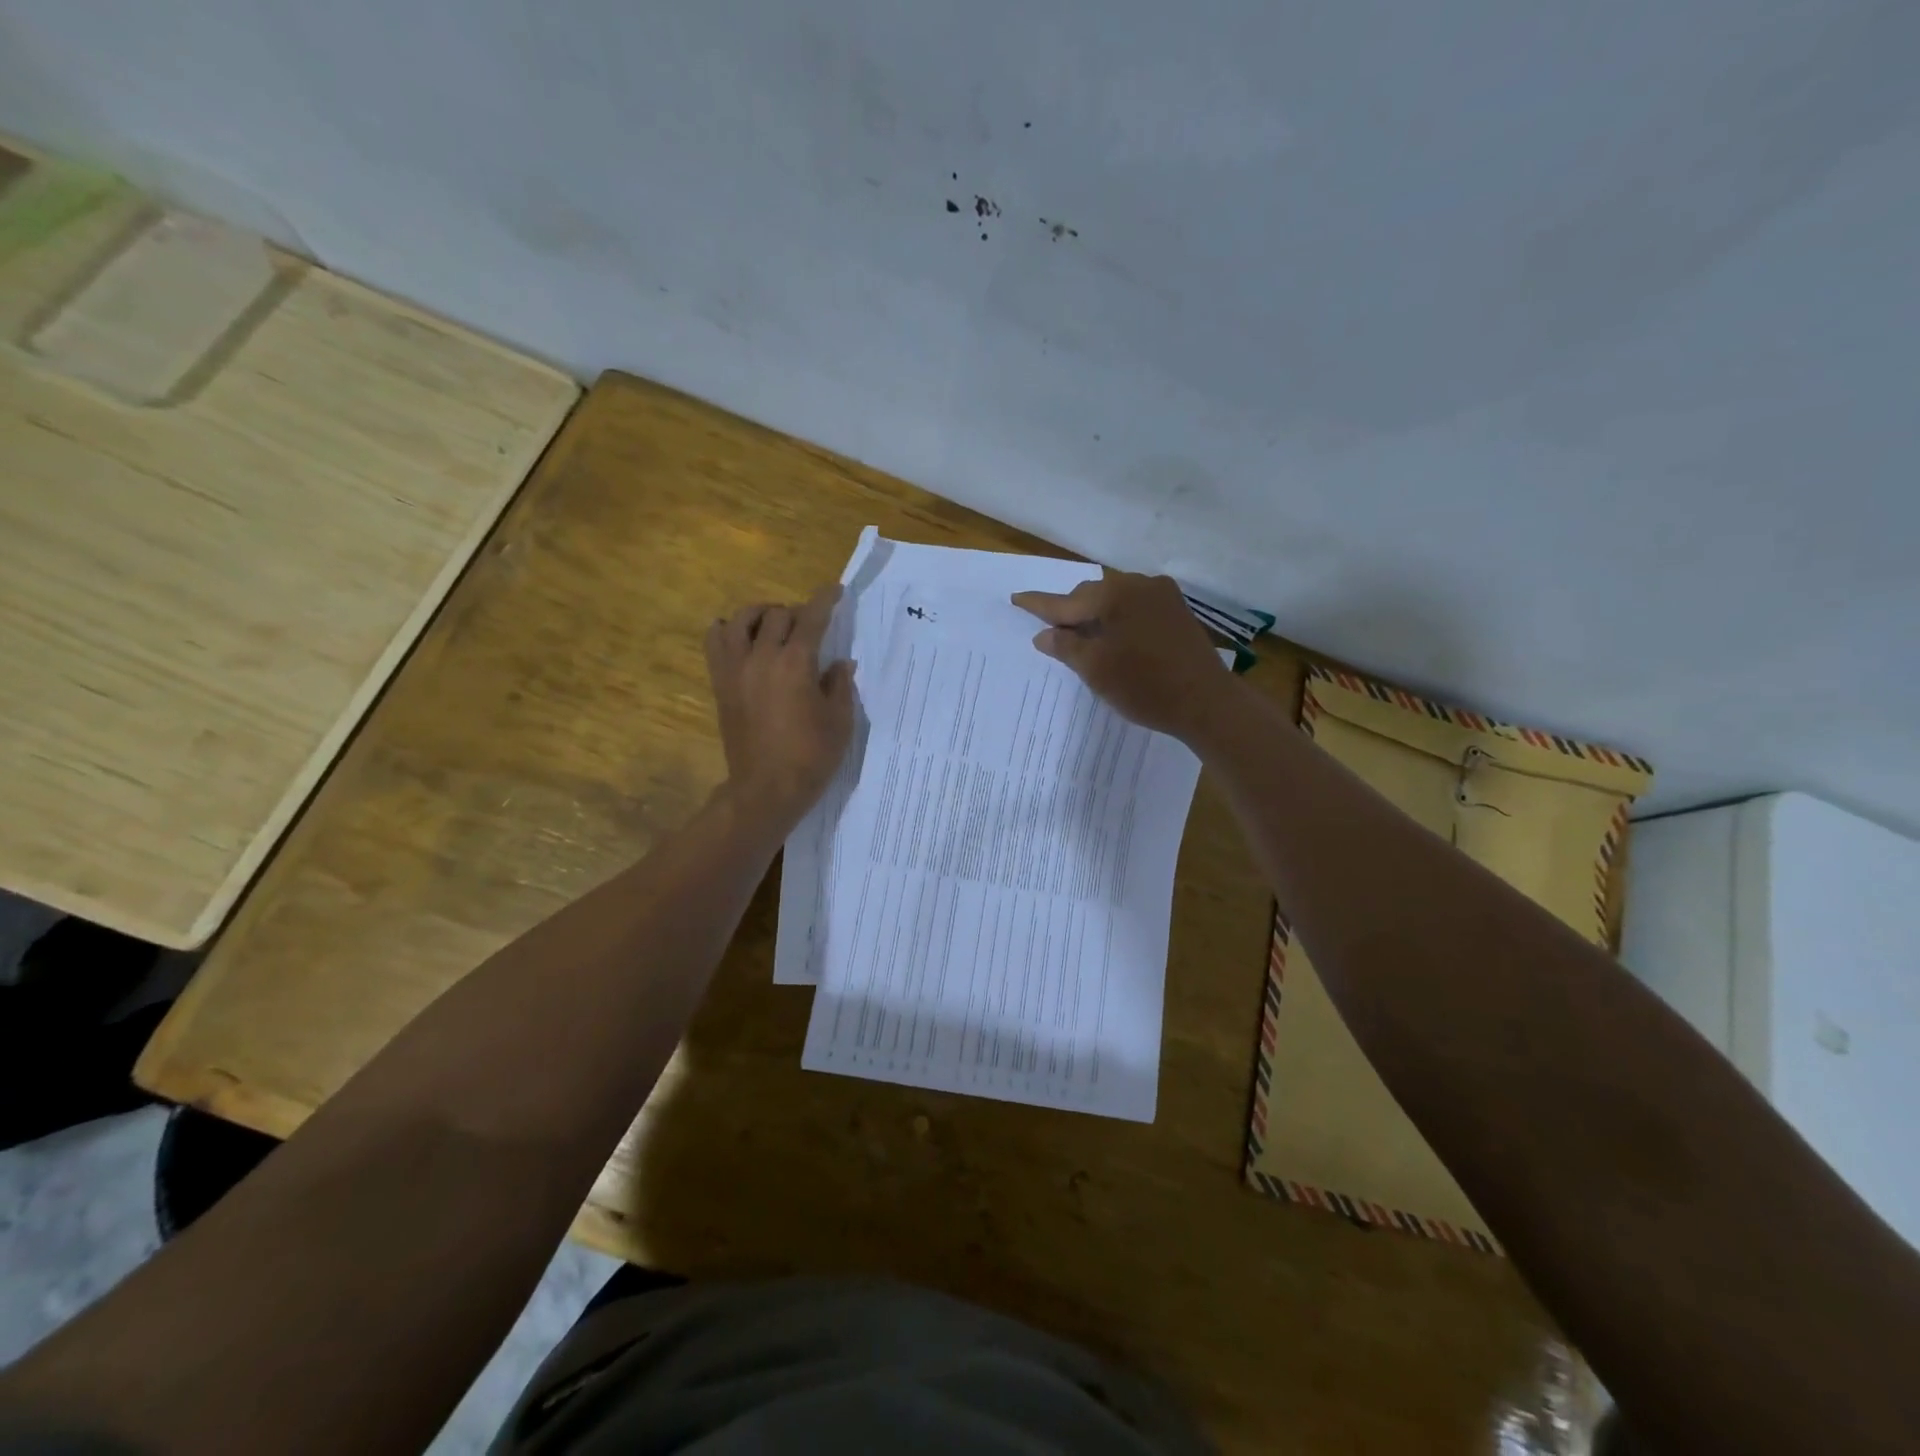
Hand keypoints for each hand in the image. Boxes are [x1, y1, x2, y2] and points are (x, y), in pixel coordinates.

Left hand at [705, 585, 854, 824]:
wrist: (766, 789)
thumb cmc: (811, 757)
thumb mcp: (840, 721)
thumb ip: (840, 685)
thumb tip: (839, 663)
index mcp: (796, 663)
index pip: (812, 618)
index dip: (825, 599)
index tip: (835, 589)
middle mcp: (762, 657)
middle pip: (775, 615)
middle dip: (796, 612)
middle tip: (810, 625)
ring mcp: (736, 670)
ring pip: (739, 620)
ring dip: (758, 614)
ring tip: (772, 623)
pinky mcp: (721, 685)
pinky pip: (714, 643)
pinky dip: (726, 631)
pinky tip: (740, 639)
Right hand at [1012, 569, 1231, 740]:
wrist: (1206, 702)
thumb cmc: (1144, 686)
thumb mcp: (1095, 670)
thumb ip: (1065, 646)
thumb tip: (1044, 634)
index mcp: (1113, 595)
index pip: (1065, 601)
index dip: (1039, 605)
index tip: (1016, 598)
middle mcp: (1138, 584)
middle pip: (1091, 595)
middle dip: (1071, 612)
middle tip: (1054, 632)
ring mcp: (1162, 596)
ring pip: (1115, 600)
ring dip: (1097, 615)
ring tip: (1085, 638)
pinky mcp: (1177, 611)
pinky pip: (1136, 607)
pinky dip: (1119, 619)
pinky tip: (1116, 638)